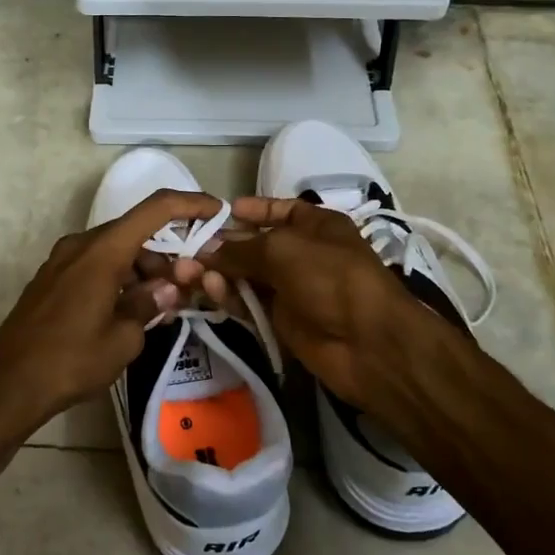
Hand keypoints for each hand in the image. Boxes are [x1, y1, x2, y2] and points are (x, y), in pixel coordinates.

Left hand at [0, 188, 224, 442]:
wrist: (7, 384)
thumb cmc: (70, 361)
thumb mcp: (124, 339)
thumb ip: (150, 304)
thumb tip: (167, 289)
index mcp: (103, 251)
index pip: (155, 209)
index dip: (190, 203)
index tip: (217, 212)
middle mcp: (81, 244)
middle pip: (135, 231)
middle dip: (168, 252)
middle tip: (190, 284)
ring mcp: (62, 260)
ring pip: (115, 249)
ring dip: (143, 268)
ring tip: (161, 306)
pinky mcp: (52, 278)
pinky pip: (96, 264)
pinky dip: (120, 276)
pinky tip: (130, 309)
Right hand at [185, 197, 458, 416]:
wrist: (368, 344)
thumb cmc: (331, 278)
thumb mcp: (283, 249)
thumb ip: (240, 248)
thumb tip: (207, 251)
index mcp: (315, 226)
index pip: (279, 210)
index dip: (251, 210)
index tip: (219, 213)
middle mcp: (302, 254)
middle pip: (254, 245)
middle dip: (222, 246)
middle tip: (187, 250)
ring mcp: (291, 289)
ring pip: (246, 276)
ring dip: (219, 273)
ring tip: (189, 273)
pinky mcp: (281, 321)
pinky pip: (248, 303)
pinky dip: (228, 296)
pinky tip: (208, 291)